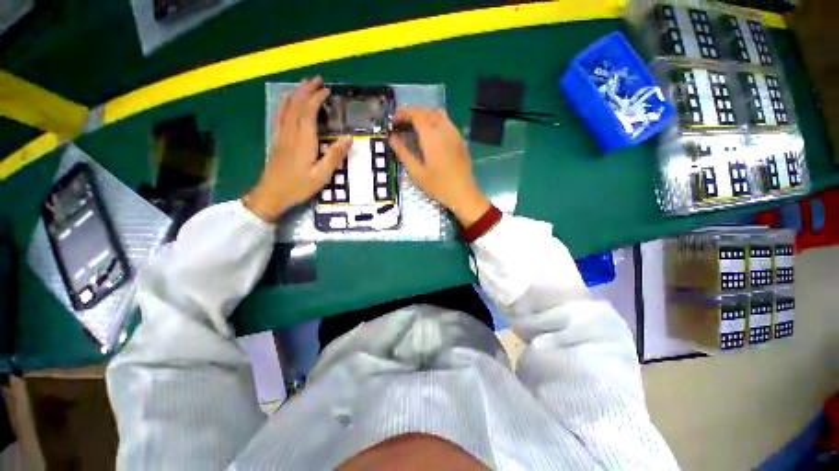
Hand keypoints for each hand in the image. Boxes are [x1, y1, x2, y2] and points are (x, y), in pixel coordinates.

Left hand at [243, 76, 351, 221]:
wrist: (271, 194)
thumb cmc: (299, 186)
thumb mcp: (322, 175)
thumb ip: (335, 156)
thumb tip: (349, 138)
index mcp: (303, 140)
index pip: (309, 112)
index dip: (317, 99)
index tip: (327, 90)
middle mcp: (291, 133)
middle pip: (297, 105)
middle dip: (307, 90)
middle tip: (317, 79)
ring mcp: (281, 135)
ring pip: (287, 108)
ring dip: (296, 94)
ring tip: (304, 84)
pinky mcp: (277, 140)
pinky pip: (280, 116)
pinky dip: (285, 105)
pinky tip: (287, 101)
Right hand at [389, 108, 489, 225]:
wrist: (463, 194)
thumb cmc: (438, 186)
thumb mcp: (416, 173)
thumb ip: (403, 153)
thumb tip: (392, 138)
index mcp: (432, 137)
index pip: (417, 115)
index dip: (403, 114)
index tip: (393, 120)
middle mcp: (445, 130)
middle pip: (428, 111)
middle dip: (413, 112)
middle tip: (401, 121)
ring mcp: (455, 134)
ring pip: (439, 115)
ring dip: (424, 115)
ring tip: (414, 125)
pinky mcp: (460, 140)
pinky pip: (446, 122)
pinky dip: (435, 121)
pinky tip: (430, 133)